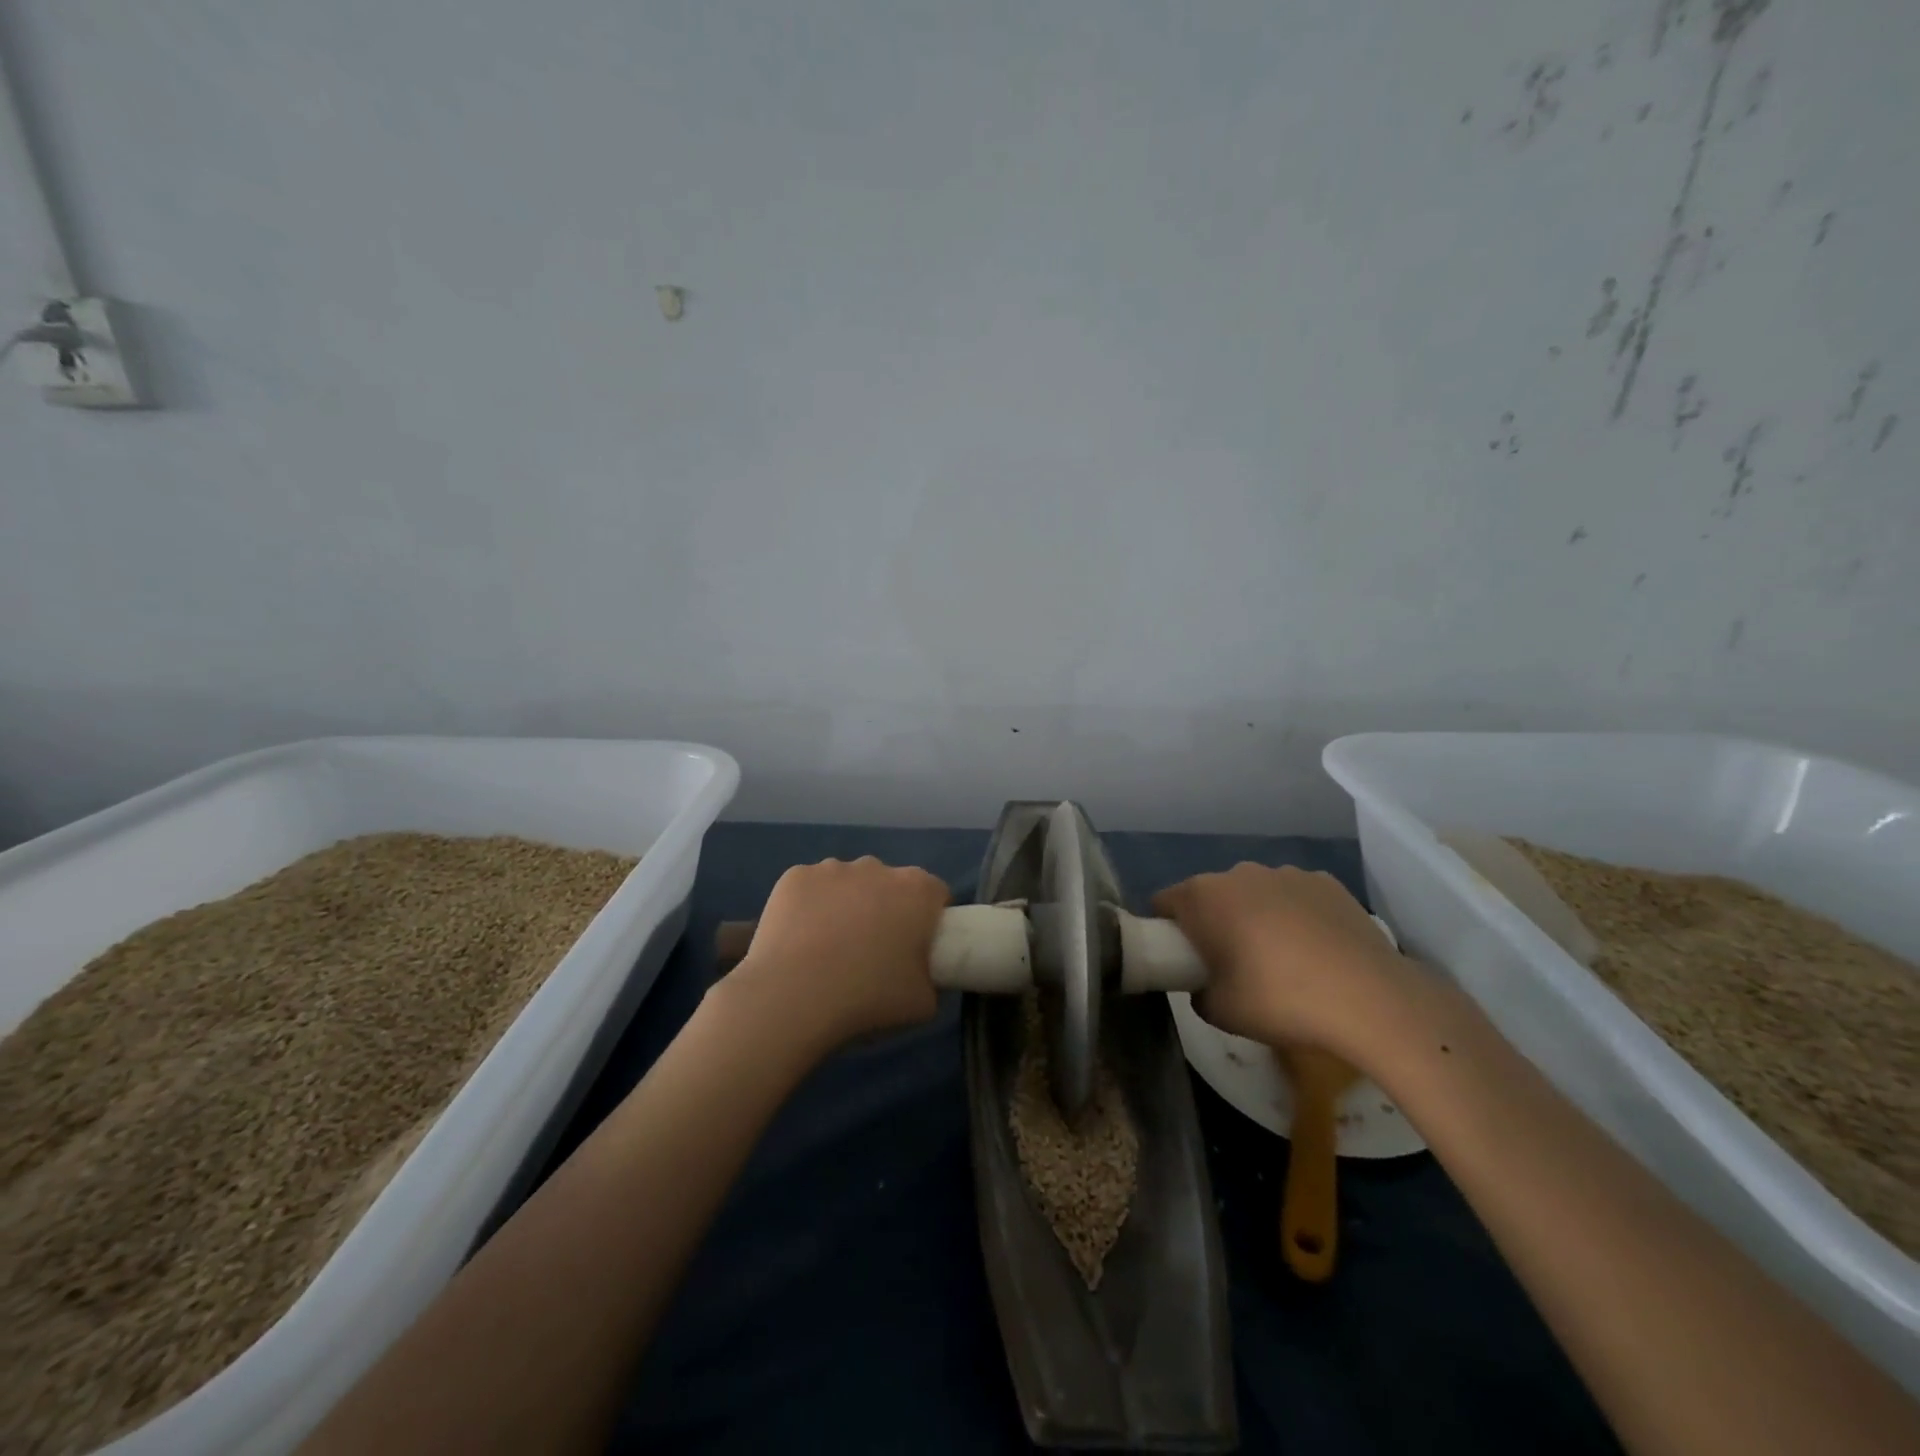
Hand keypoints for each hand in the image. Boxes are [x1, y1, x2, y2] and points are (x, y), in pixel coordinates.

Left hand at [725, 857, 950, 1054]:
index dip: (929, 920)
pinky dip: (809, 907)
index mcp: (917, 890)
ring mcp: (833, 868)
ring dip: (847, 905)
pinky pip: (811, 888)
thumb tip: (922, 974)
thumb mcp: (923, 1003)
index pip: (935, 895)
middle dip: (885, 909)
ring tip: (828, 949)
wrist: (793, 997)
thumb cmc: (868, 997)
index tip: (916, 948)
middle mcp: (878, 867)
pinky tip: (799, 940)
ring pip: (848, 883)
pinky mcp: (795, 876)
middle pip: (889, 885)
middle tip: (871, 952)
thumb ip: (932, 979)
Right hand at [1152, 863, 1415, 1055]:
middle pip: (1211, 894)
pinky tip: (1316, 950)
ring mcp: (1286, 873)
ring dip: (1255, 916)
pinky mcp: (1326, 882)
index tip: (1182, 958)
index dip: (1166, 929)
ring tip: (1282, 959)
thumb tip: (1205, 983)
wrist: (1370, 999)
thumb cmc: (1279, 1000)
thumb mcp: (1219, 1012)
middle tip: (1231, 964)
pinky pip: (1294, 896)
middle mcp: (1239, 873)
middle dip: (1213, 922)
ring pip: (1255, 892)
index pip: (1164, 901)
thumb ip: (1198, 991)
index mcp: (1203, 896)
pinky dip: (1295, 915)